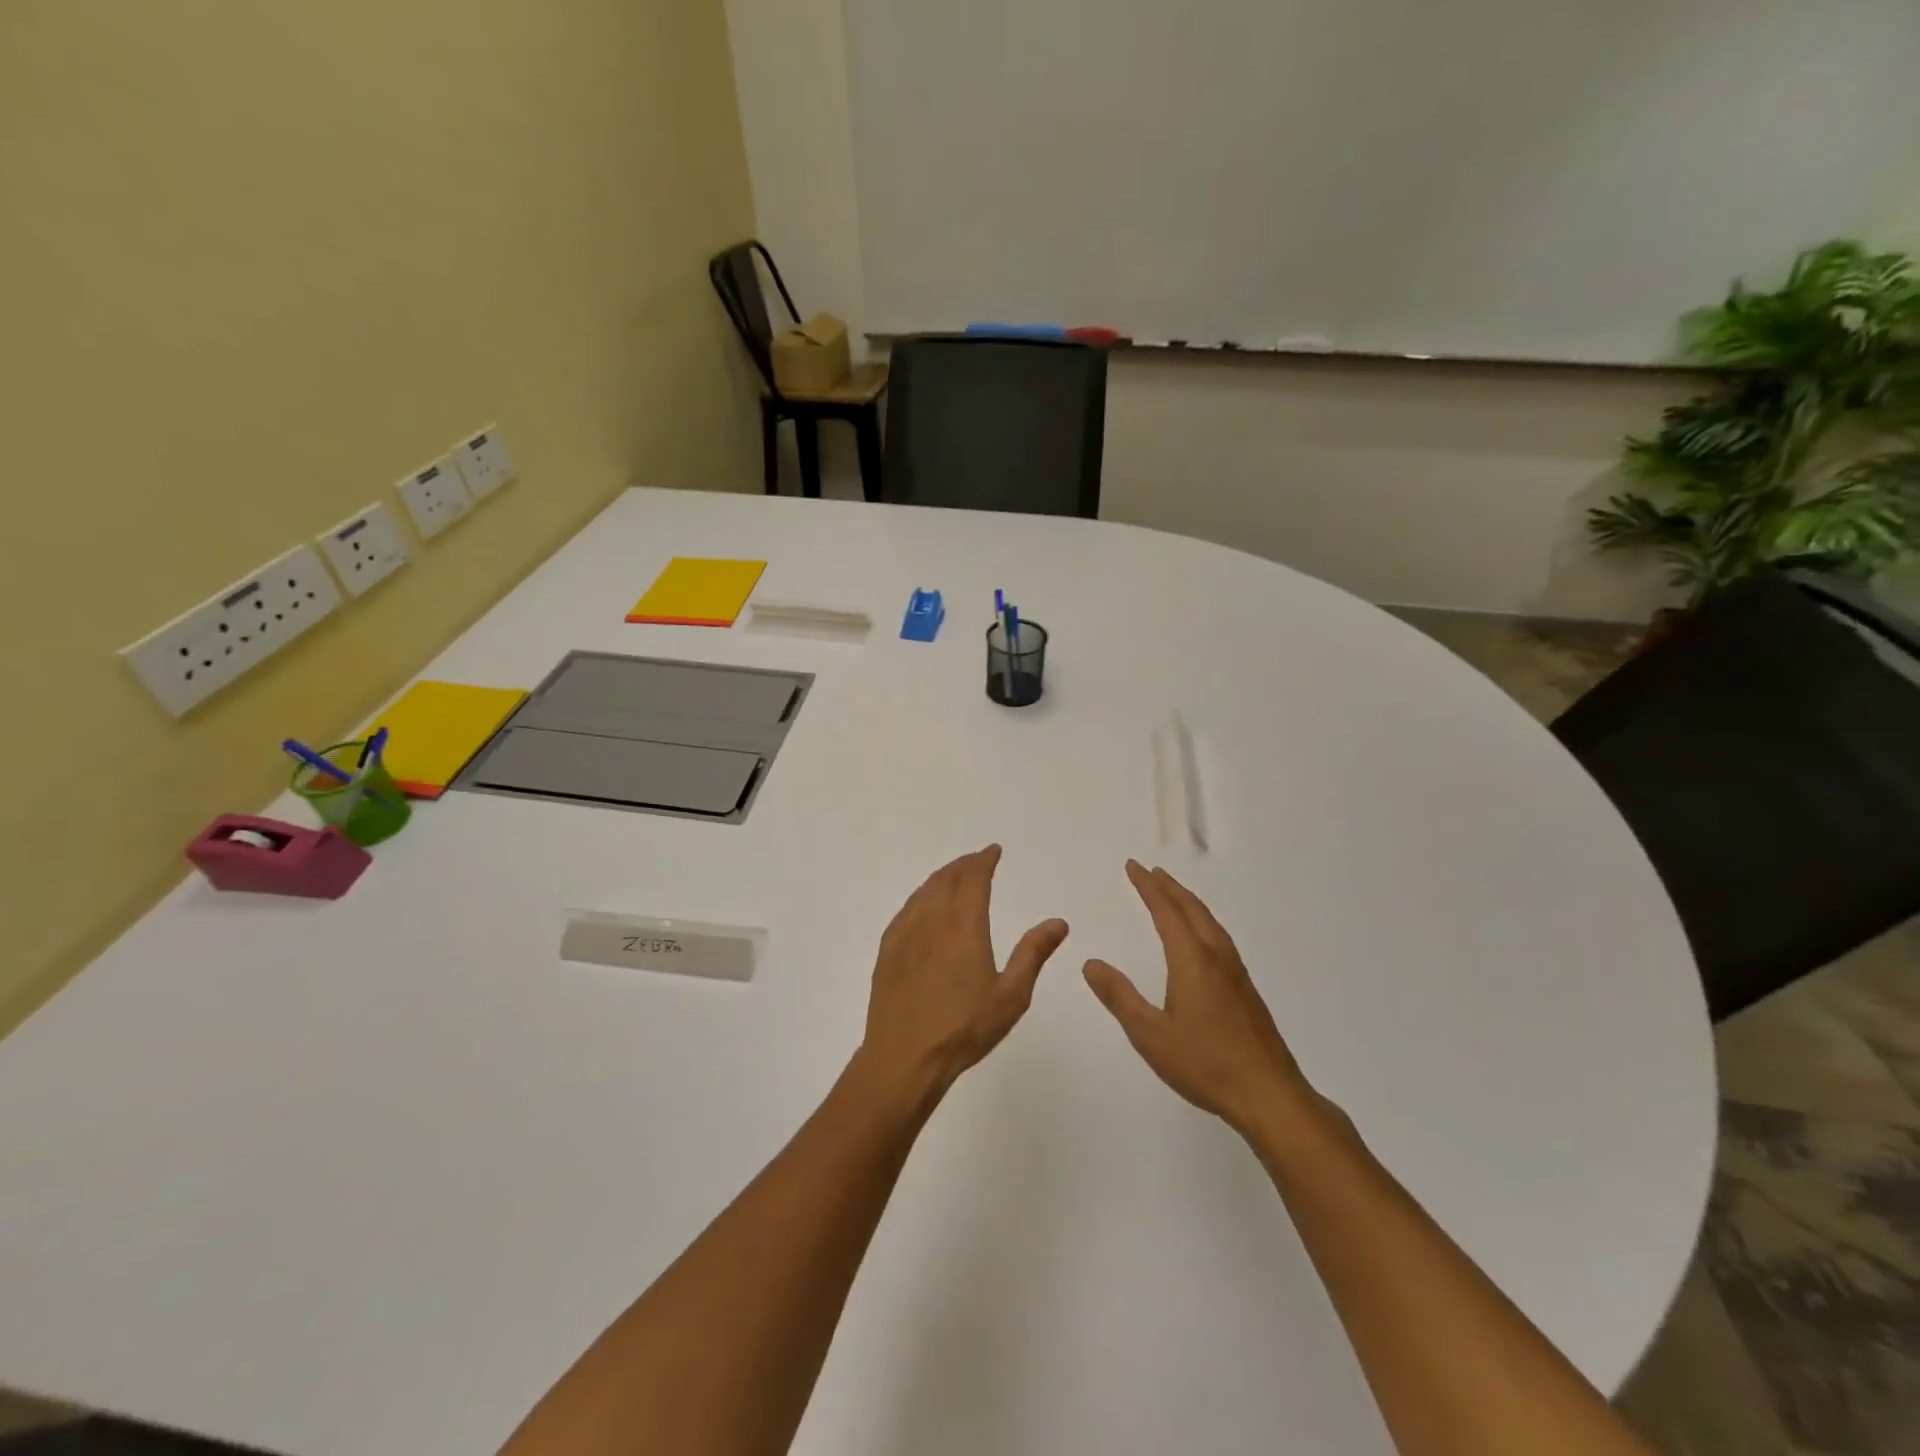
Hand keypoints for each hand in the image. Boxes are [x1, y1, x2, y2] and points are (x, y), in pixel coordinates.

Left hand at [857, 846, 1068, 1107]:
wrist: (904, 1057)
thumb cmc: (964, 1029)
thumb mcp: (1011, 995)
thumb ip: (1033, 954)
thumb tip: (1058, 922)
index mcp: (964, 926)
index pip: (974, 880)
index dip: (984, 861)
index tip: (992, 851)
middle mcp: (932, 920)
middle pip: (947, 879)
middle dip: (964, 865)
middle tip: (977, 860)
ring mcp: (905, 934)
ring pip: (924, 891)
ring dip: (941, 877)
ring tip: (953, 875)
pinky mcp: (888, 950)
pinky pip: (906, 909)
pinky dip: (920, 896)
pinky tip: (923, 906)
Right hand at [1084, 861, 1316, 1135]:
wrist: (1269, 1095)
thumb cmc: (1205, 1064)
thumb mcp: (1150, 1034)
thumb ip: (1120, 997)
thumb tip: (1091, 964)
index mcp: (1192, 961)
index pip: (1167, 911)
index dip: (1148, 887)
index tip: (1133, 866)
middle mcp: (1217, 958)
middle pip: (1192, 910)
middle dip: (1169, 887)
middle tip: (1151, 871)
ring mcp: (1236, 974)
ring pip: (1210, 923)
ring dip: (1189, 902)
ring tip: (1174, 894)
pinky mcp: (1246, 990)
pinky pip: (1219, 938)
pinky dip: (1202, 921)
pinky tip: (1201, 938)